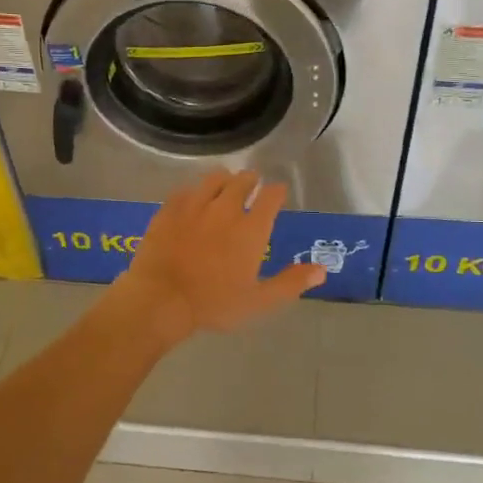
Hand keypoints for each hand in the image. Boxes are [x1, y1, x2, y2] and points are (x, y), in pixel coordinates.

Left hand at [112, 170, 324, 341]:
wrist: (161, 298)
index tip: (278, 192)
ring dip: (223, 179)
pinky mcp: (169, 210)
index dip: (277, 192)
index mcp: (251, 229)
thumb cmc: (214, 303)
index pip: (270, 197)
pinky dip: (194, 191)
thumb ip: (290, 283)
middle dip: (251, 180)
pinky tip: (193, 197)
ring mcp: (195, 206)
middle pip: (242, 181)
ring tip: (225, 182)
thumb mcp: (258, 301)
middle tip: (252, 182)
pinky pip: (185, 190)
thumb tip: (322, 270)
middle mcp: (225, 209)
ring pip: (213, 180)